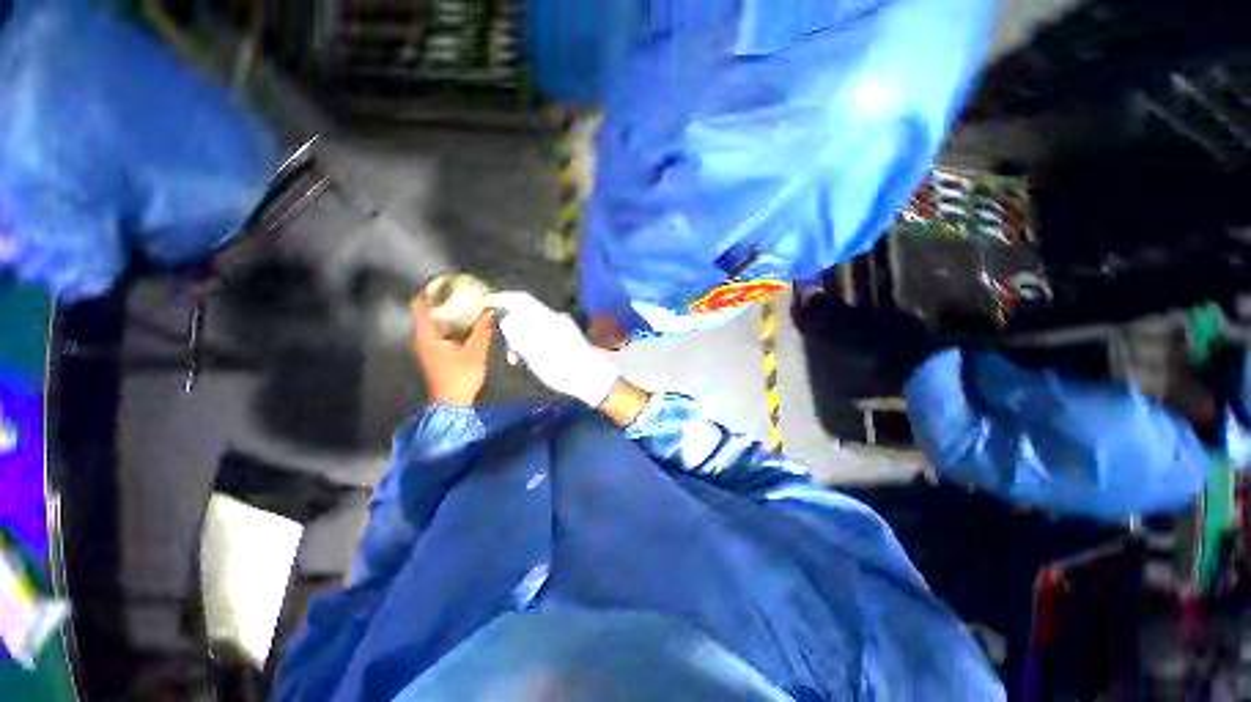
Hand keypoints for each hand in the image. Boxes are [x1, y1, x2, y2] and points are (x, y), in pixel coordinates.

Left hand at [410, 296, 493, 406]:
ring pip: (435, 321)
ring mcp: (428, 346)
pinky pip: (440, 330)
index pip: (421, 304)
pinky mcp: (435, 352)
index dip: (431, 290)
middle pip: (428, 310)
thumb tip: (490, 311)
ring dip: (448, 311)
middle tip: (461, 289)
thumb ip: (482, 330)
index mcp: (426, 335)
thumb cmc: (460, 376)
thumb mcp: (475, 352)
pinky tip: (467, 321)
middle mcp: (422, 337)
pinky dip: (451, 322)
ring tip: (466, 302)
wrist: (452, 402)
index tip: (445, 280)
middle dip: (443, 298)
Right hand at [487, 292, 619, 407]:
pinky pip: (542, 333)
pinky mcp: (566, 336)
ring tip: (516, 359)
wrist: (593, 379)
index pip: (522, 299)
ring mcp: (562, 327)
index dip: (502, 298)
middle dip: (511, 328)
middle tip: (507, 350)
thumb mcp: (536, 354)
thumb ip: (519, 334)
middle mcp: (555, 318)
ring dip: (520, 338)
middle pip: (525, 313)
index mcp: (548, 319)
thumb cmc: (563, 369)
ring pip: (532, 326)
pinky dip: (531, 342)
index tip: (486, 303)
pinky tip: (529, 359)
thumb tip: (505, 319)